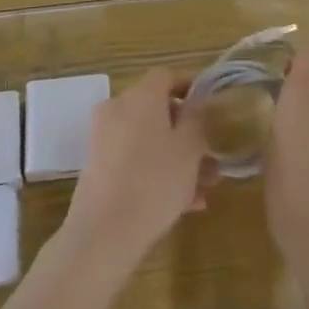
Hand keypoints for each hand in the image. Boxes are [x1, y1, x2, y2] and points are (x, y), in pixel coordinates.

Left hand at [63, 68, 216, 269]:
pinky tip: (184, 204)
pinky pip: (134, 160)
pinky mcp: (97, 168)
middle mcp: (118, 109)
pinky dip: (156, 172)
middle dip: (187, 133)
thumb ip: (198, 119)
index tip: (210, 107)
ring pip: (148, 140)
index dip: (190, 87)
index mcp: (141, 96)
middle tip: (211, 157)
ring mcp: (103, 139)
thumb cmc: (155, 180)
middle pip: (158, 111)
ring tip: (204, 189)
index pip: (167, 76)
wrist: (104, 232)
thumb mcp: (190, 148)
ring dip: (176, 158)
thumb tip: (197, 104)